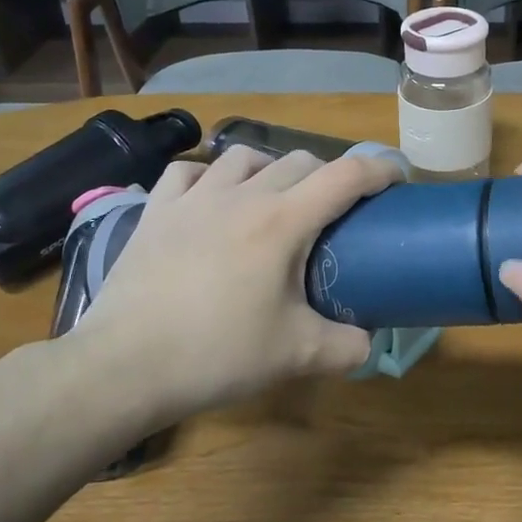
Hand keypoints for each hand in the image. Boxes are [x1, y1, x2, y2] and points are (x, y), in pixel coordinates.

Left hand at [66, 145, 401, 420]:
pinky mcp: (156, 211)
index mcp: (283, 222)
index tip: (396, 177)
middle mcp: (243, 195)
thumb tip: (368, 343)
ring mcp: (194, 198)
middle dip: (328, 175)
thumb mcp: (296, 355)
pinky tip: (210, 197)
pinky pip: (187, 172)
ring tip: (273, 196)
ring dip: (270, 168)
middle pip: (300, 161)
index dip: (378, 168)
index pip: (345, 176)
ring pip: (244, 156)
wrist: (126, 365)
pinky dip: (208, 176)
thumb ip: (346, 347)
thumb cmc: (218, 353)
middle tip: (334, 208)